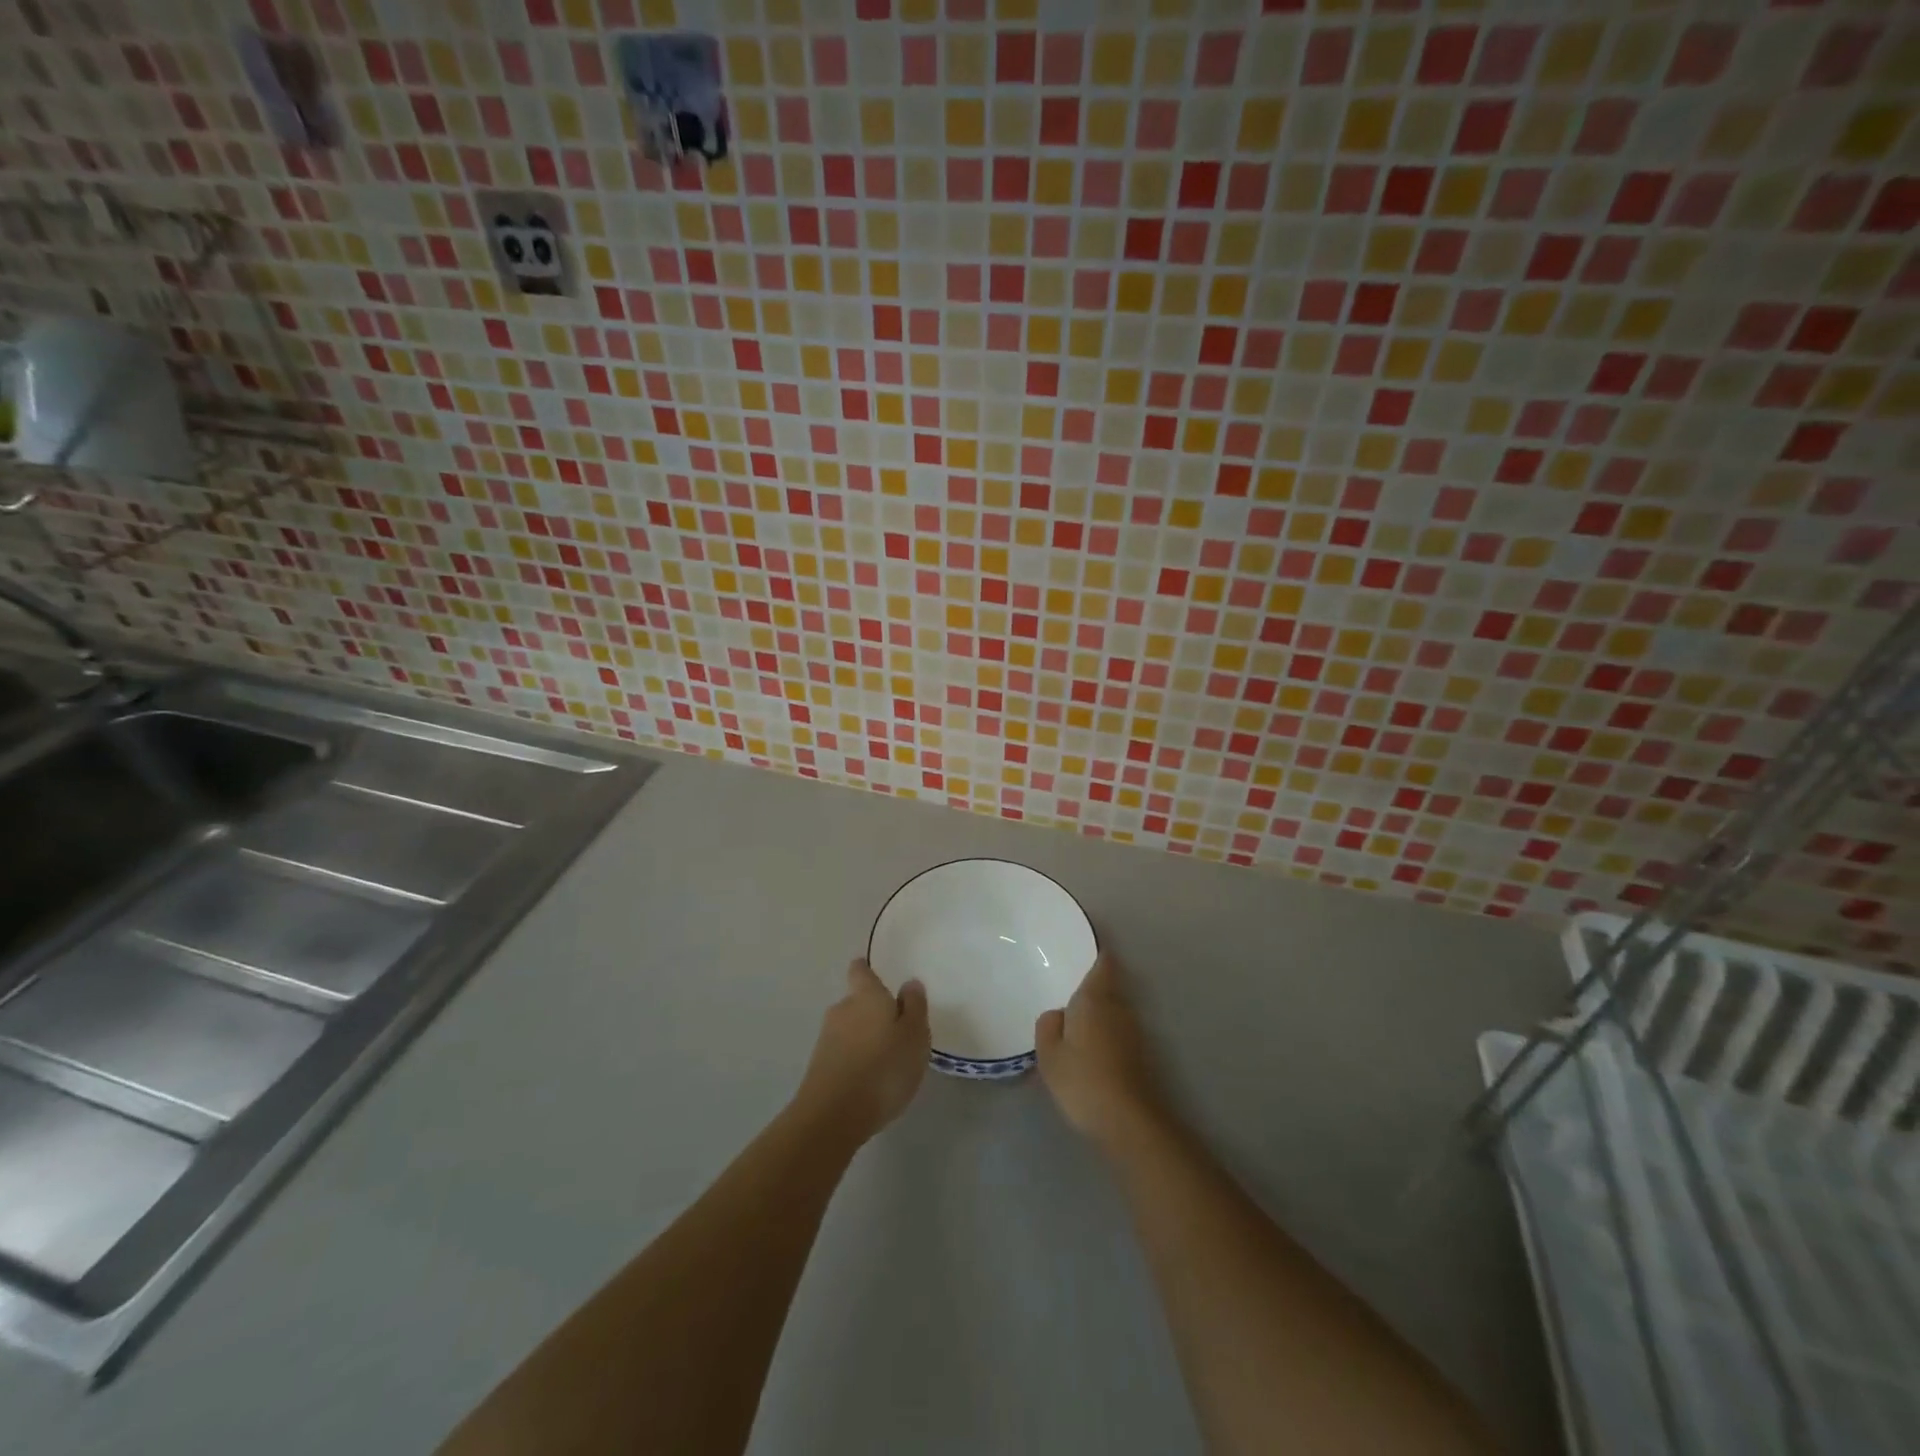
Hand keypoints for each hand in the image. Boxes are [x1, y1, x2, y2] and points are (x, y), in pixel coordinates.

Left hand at [794, 959, 930, 1144]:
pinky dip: (854, 1059)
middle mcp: (842, 1010)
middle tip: (895, 1028)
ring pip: (848, 1029)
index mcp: (866, 996)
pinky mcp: (818, 1067)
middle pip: (856, 1001)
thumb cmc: (883, 1068)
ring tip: (885, 1058)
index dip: (866, 970)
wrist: (833, 1116)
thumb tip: (909, 982)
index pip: (861, 970)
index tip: (874, 973)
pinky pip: (842, 1053)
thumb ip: (914, 1006)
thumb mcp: (915, 1036)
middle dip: (871, 1011)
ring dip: (863, 1037)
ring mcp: (826, 1039)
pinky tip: (869, 1079)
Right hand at [1035, 953, 1166, 1150]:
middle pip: (1109, 985)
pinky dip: (1106, 1032)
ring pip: (1115, 1009)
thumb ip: (1048, 1025)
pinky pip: (1118, 1030)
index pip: (1103, 963)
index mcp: (1095, 998)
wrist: (1128, 1120)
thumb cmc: (1082, 1079)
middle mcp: (1119, 1007)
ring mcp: (1134, 1031)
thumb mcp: (1049, 1053)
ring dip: (1100, 1010)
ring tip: (1076, 1019)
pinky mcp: (1140, 1054)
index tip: (1083, 949)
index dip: (1097, 953)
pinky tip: (1090, 1047)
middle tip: (1068, 988)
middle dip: (1093, 985)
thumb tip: (1058, 1014)